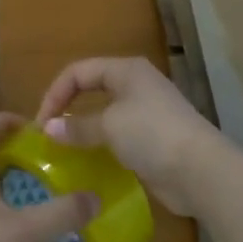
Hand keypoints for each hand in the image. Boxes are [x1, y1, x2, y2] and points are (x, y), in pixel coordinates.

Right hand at [35, 57, 224, 215]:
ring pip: (104, 115)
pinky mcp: (152, 140)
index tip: (41, 123)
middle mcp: (136, 86)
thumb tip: (49, 129)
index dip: (56, 93)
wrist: (201, 171)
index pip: (78, 72)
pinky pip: (117, 137)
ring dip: (84, 130)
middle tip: (49, 134)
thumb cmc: (152, 134)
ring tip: (65, 150)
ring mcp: (146, 113)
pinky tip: (89, 163)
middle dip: (68, 109)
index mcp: (126, 70)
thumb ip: (77, 126)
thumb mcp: (109, 126)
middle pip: (91, 89)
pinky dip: (101, 146)